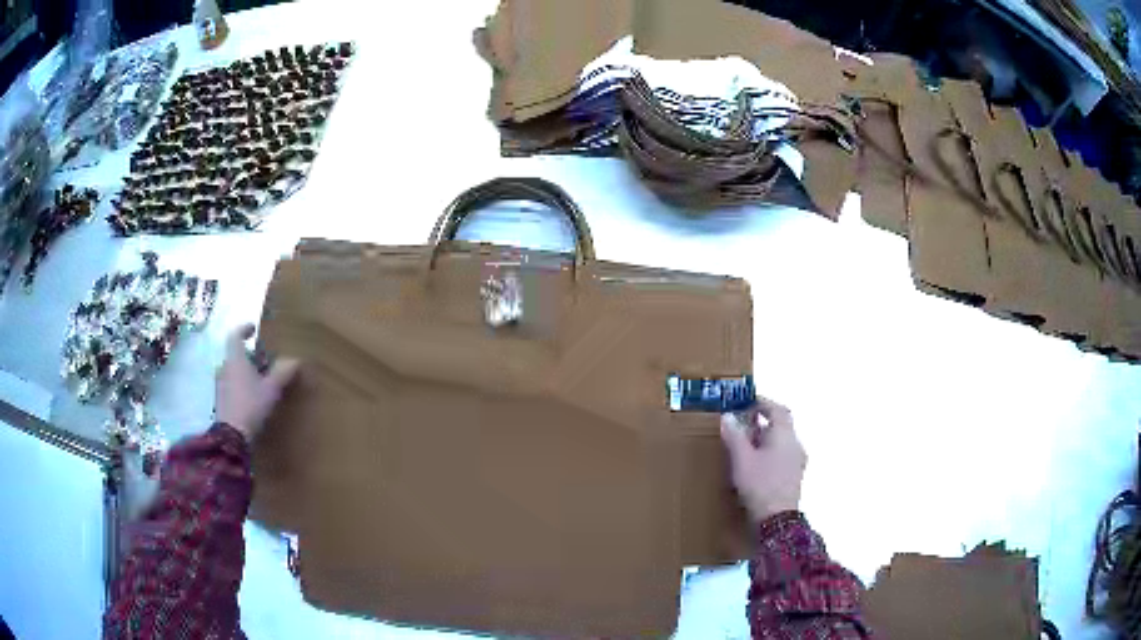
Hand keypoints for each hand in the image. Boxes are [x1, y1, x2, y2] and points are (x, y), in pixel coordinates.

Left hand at [215, 324, 299, 441]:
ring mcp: (220, 385)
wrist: (232, 436)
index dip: (243, 329)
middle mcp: (224, 368)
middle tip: (263, 360)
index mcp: (235, 359)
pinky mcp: (220, 401)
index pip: (235, 335)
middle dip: (248, 355)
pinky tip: (252, 399)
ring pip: (233, 371)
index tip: (253, 329)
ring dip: (244, 372)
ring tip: (259, 381)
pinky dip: (241, 386)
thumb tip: (295, 359)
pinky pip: (231, 386)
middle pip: (235, 355)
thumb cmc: (251, 405)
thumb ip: (282, 372)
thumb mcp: (271, 389)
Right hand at [720, 395, 805, 523]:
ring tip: (744, 446)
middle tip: (741, 424)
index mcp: (785, 435)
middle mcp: (795, 444)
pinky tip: (755, 465)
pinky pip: (781, 456)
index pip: (777, 409)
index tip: (747, 401)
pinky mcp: (794, 477)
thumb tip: (728, 416)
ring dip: (764, 439)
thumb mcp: (742, 460)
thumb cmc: (760, 485)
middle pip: (780, 425)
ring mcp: (797, 462)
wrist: (777, 519)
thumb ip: (735, 437)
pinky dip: (768, 453)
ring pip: (781, 442)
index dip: (763, 403)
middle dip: (761, 423)